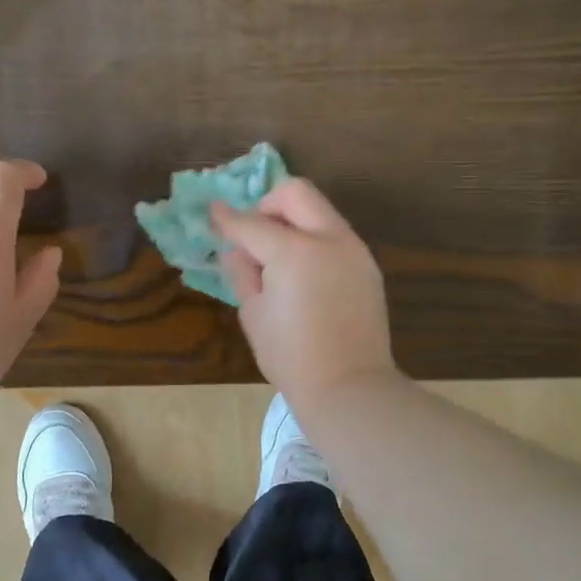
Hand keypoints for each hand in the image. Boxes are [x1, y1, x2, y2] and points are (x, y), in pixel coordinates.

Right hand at [210, 179, 397, 409]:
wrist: (348, 386)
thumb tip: (237, 250)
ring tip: (278, 258)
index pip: (252, 224)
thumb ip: (243, 272)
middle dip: (268, 204)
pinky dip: (314, 240)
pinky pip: (335, 236)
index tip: (213, 213)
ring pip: (320, 211)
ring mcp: (354, 250)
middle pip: (296, 193)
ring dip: (294, 221)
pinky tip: (303, 274)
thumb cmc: (291, 357)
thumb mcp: (253, 314)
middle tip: (254, 234)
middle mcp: (329, 239)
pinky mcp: (367, 266)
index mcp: (294, 252)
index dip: (227, 218)